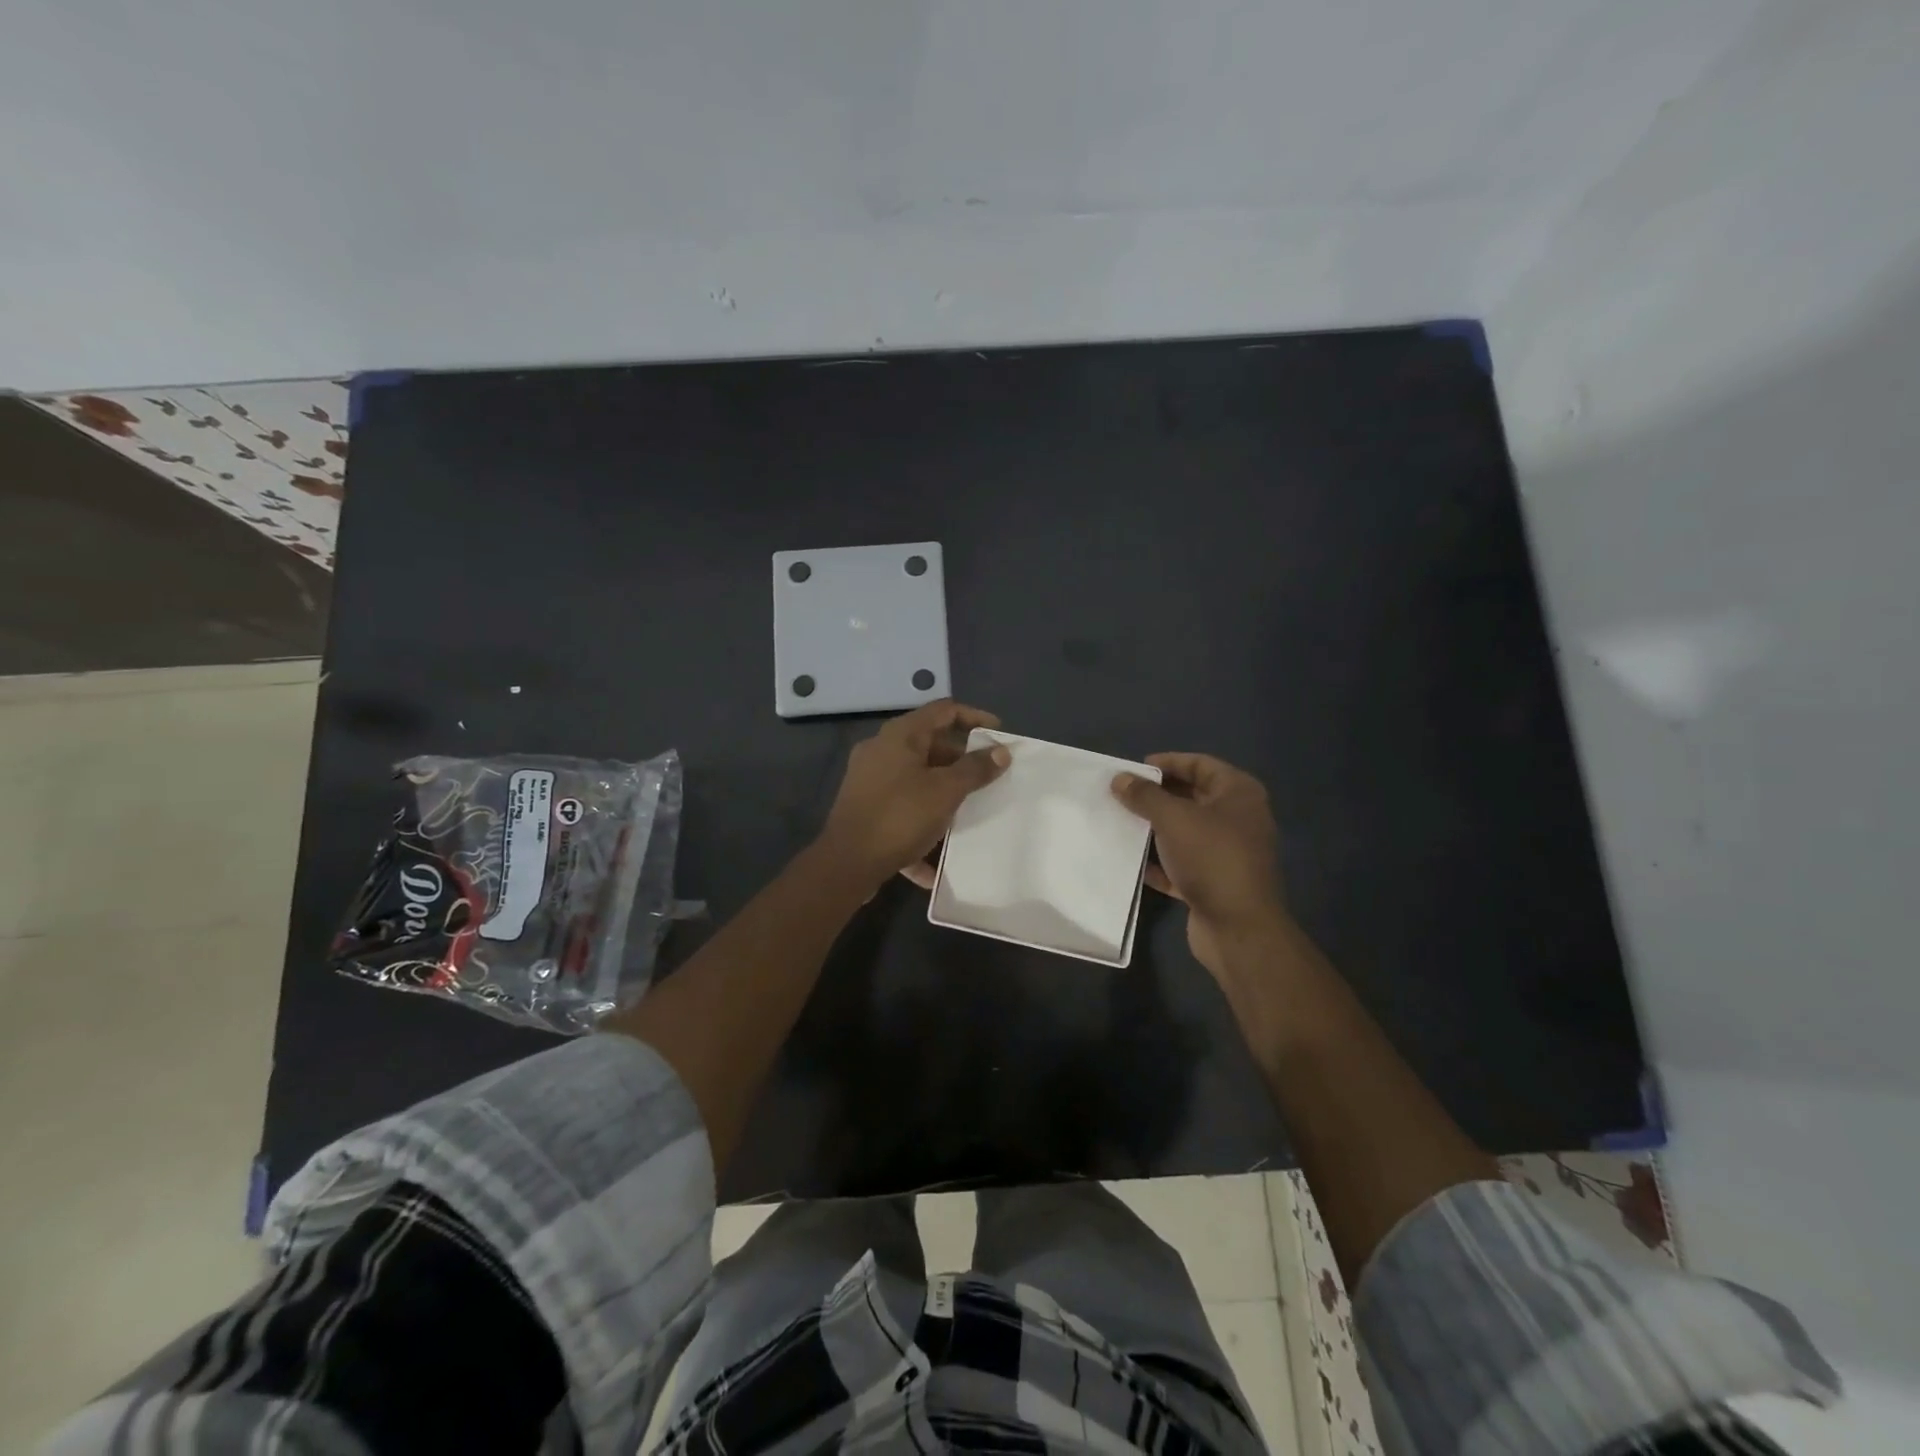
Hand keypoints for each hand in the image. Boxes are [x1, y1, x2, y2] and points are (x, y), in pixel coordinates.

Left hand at [815, 700, 1009, 889]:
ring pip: (917, 780)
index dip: (975, 717)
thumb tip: (1001, 751)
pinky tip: (937, 860)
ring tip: (970, 813)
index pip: (944, 710)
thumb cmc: (900, 817)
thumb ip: (975, 769)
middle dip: (962, 762)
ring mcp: (870, 780)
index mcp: (901, 735)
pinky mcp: (865, 808)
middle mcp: (882, 750)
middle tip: (989, 779)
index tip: (999, 735)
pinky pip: (902, 810)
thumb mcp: (946, 791)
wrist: (846, 864)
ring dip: (944, 795)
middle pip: (930, 745)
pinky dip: (921, 826)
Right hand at [1110, 753, 1287, 976]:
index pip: (1200, 764)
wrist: (1238, 927)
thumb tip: (1120, 778)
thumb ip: (1144, 795)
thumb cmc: (1211, 858)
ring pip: (1185, 832)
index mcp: (1238, 794)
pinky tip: (1133, 862)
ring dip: (1156, 828)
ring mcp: (1227, 853)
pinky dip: (1160, 862)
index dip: (1168, 762)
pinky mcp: (1214, 882)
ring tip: (1122, 823)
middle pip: (1192, 797)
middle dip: (1158, 796)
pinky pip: (1182, 864)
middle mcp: (1238, 819)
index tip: (1135, 769)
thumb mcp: (1173, 818)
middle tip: (1123, 795)